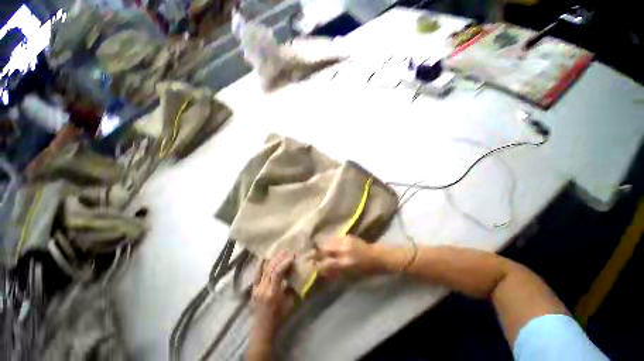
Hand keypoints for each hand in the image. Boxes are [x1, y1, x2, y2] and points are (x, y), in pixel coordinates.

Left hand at [250, 252, 295, 344]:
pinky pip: (256, 274)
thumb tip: (297, 275)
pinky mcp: (253, 289)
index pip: (277, 273)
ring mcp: (256, 288)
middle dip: (279, 258)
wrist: (262, 330)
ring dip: (272, 259)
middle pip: (270, 269)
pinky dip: (261, 265)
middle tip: (287, 251)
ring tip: (280, 253)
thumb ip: (292, 288)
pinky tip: (264, 257)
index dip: (285, 263)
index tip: (292, 257)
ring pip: (264, 270)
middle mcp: (263, 289)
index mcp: (273, 293)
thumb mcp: (289, 304)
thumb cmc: (278, 318)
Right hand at [310, 235, 380, 278]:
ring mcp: (345, 240)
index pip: (326, 263)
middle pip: (325, 249)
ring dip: (322, 247)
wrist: (376, 256)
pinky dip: (330, 243)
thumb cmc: (365, 270)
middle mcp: (344, 249)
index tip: (309, 265)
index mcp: (345, 262)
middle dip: (315, 252)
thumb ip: (334, 272)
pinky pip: (334, 239)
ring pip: (328, 242)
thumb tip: (320, 270)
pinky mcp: (347, 235)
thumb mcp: (350, 275)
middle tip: (308, 255)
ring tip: (317, 250)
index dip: (317, 264)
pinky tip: (329, 246)